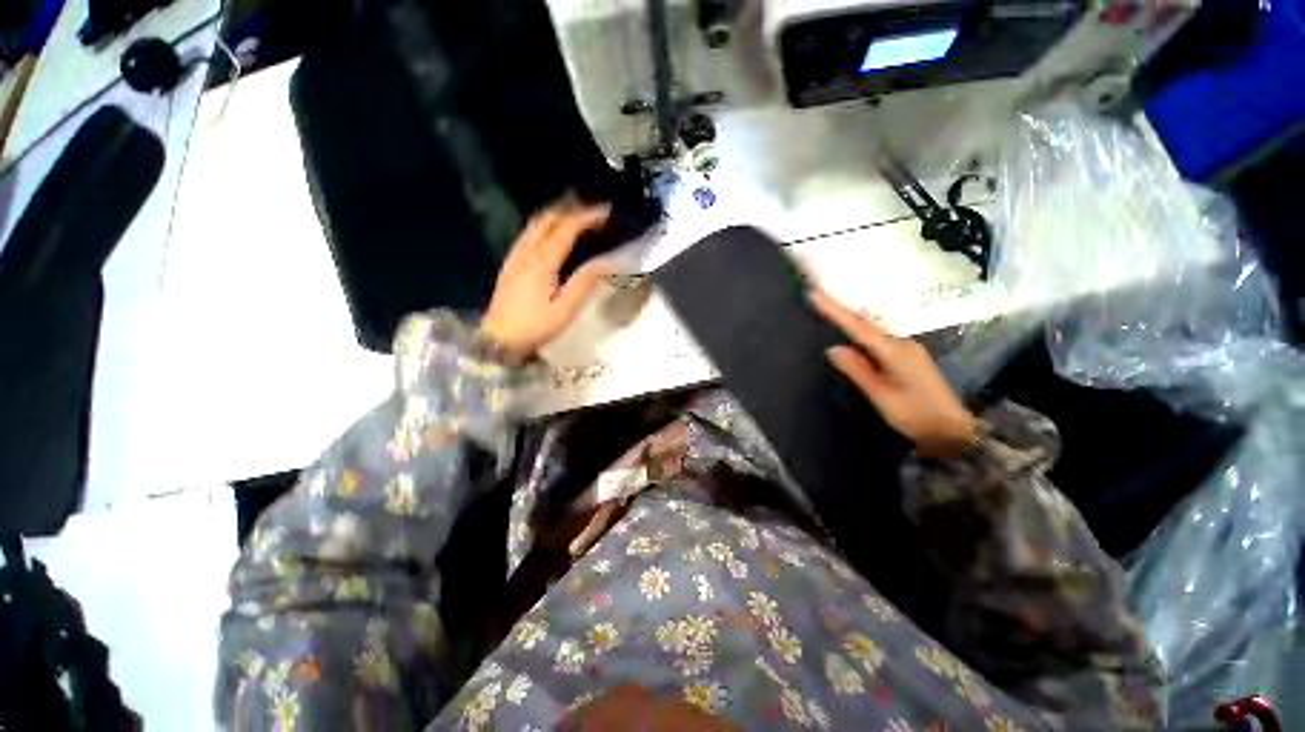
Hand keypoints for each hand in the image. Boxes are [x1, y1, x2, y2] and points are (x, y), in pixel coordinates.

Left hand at [481, 201, 612, 361]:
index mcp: (542, 263)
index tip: (606, 212)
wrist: (498, 340)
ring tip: (575, 216)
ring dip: (556, 214)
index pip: (566, 230)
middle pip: (547, 219)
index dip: (586, 217)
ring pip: (534, 224)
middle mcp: (526, 253)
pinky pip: (527, 235)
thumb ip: (584, 283)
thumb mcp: (565, 310)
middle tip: (592, 211)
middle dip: (570, 209)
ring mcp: (514, 257)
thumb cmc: (534, 327)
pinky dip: (543, 225)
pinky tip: (551, 233)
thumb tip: (604, 261)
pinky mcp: (509, 265)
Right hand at [811, 291, 976, 457]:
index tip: (815, 294)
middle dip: (840, 309)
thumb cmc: (915, 414)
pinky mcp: (908, 356)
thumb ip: (857, 370)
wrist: (953, 429)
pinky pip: (878, 339)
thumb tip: (832, 348)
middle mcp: (901, 343)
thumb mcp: (881, 395)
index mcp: (893, 351)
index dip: (835, 310)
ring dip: (850, 320)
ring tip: (829, 309)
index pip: (858, 327)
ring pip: (872, 331)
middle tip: (818, 294)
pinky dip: (861, 333)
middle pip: (864, 323)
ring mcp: (907, 348)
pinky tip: (852, 332)